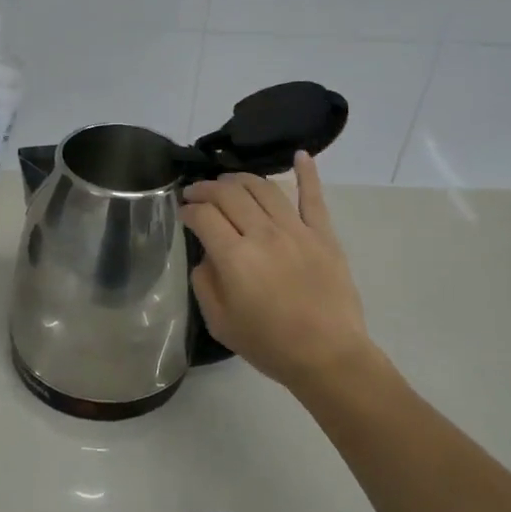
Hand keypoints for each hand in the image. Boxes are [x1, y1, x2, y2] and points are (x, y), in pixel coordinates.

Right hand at [181, 152, 370, 391]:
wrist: (328, 356)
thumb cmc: (269, 345)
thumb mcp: (220, 322)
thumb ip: (204, 282)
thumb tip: (207, 255)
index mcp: (235, 257)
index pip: (203, 216)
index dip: (187, 209)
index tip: (182, 213)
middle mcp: (263, 234)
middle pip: (229, 194)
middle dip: (206, 189)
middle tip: (196, 193)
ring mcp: (297, 230)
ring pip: (264, 187)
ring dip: (240, 179)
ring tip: (228, 182)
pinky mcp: (323, 234)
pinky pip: (313, 197)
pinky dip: (307, 173)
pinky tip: (300, 155)